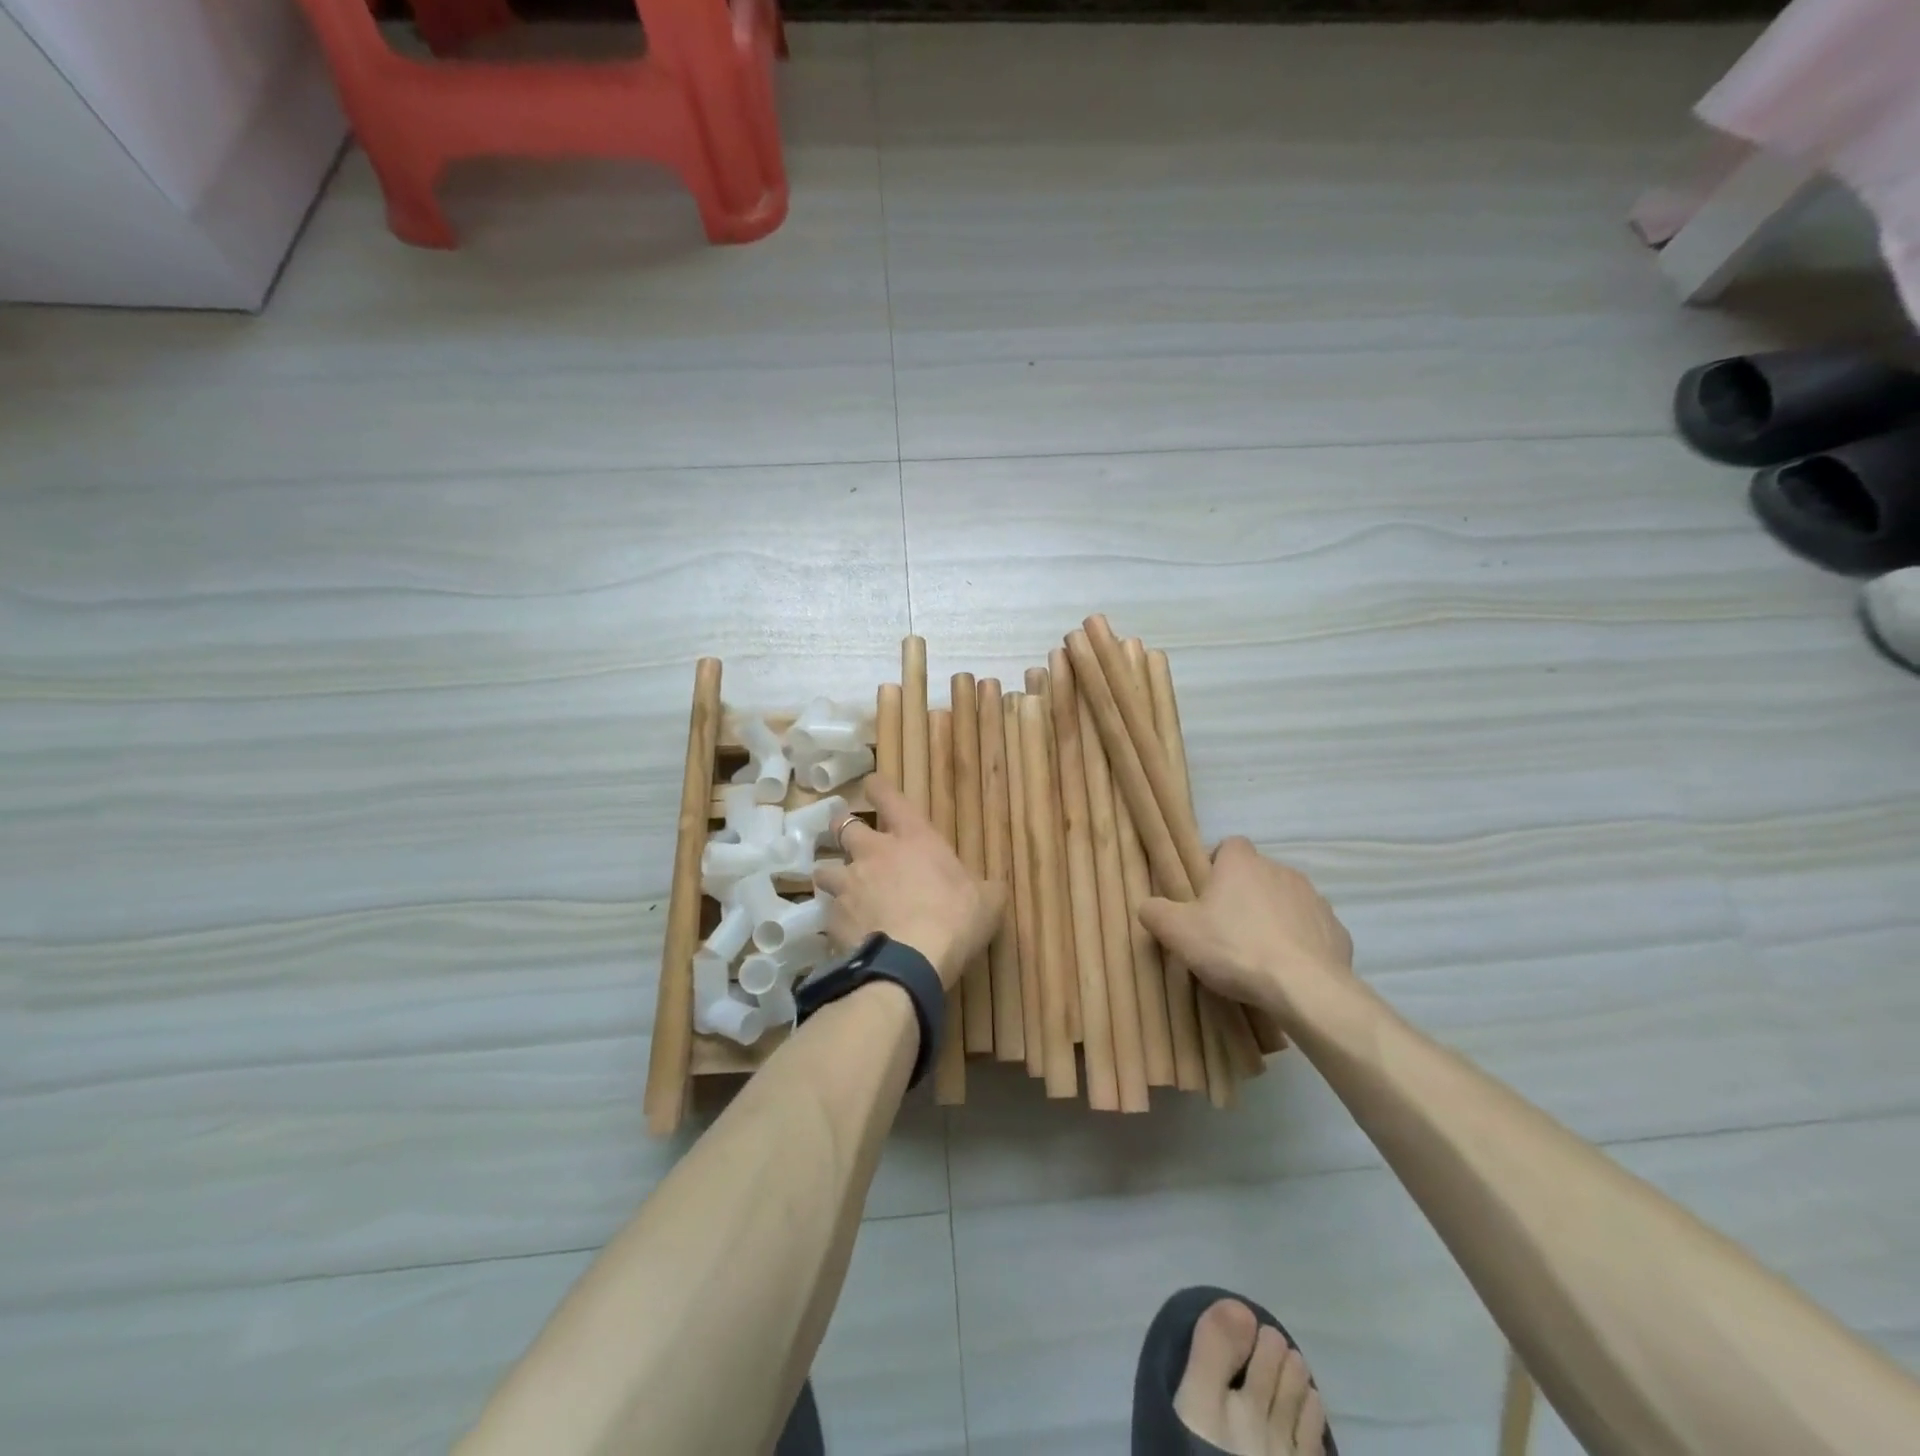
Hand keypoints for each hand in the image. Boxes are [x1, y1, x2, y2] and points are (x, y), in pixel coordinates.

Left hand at [812, 776, 1003, 990]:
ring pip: (824, 869)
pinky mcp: (833, 918)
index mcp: (913, 837)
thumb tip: (994, 889)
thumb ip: (986, 890)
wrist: (911, 961)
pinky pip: (828, 912)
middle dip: (842, 828)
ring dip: (831, 874)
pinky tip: (843, 930)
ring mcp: (849, 884)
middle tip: (847, 837)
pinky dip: (834, 917)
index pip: (888, 798)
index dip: (877, 788)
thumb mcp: (986, 902)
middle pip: (843, 826)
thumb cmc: (955, 919)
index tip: (870, 784)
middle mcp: (874, 852)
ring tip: (838, 887)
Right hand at [1139, 837, 1351, 1019]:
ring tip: (1257, 952)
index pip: (1229, 845)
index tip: (1205, 894)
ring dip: (1272, 917)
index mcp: (1242, 863)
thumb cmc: (1234, 948)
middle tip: (1225, 929)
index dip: (1216, 864)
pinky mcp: (1336, 930)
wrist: (1304, 988)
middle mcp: (1281, 870)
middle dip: (1243, 895)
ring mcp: (1314, 899)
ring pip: (1285, 900)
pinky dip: (1299, 942)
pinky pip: (1310, 929)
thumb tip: (1148, 906)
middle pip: (1257, 874)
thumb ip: (1155, 912)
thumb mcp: (1177, 932)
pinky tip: (1286, 968)